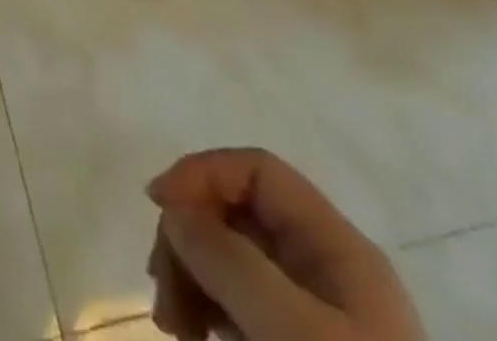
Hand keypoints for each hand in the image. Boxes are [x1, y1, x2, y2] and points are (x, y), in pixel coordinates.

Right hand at [144, 150, 423, 340]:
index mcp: (338, 249)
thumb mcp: (291, 332)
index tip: (158, 205)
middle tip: (161, 288)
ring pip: (231, 260)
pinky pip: (239, 306)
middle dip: (189, 239)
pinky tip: (195, 335)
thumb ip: (229, 261)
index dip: (202, 173)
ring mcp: (313, 316)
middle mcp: (326, 270)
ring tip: (174, 326)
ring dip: (190, 277)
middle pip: (237, 214)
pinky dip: (206, 309)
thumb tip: (174, 210)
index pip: (258, 171)